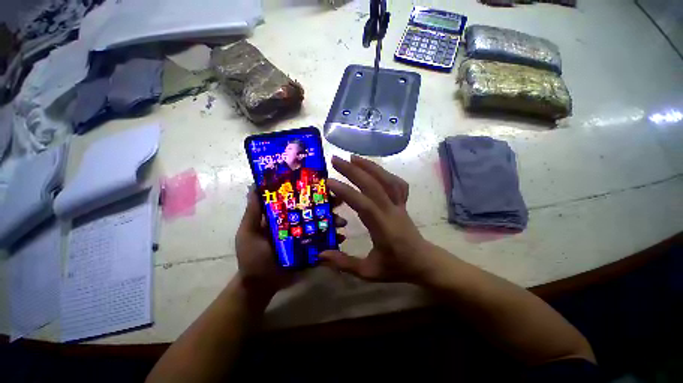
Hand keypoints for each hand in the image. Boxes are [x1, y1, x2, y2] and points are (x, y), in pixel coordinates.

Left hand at [235, 188, 348, 295]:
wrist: (261, 285)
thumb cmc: (252, 257)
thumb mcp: (249, 232)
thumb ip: (253, 211)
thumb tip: (253, 185)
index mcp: (284, 216)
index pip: (299, 199)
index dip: (311, 191)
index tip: (323, 184)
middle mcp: (297, 224)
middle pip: (314, 210)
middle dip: (328, 205)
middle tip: (340, 201)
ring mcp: (306, 237)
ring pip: (322, 225)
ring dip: (334, 221)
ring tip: (342, 222)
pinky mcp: (311, 250)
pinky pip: (325, 242)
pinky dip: (334, 239)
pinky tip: (341, 238)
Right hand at [319, 155, 437, 283]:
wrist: (424, 262)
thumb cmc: (397, 267)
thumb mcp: (369, 272)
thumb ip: (344, 263)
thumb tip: (320, 254)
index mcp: (384, 228)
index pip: (364, 205)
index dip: (346, 192)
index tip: (329, 181)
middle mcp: (392, 212)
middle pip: (374, 185)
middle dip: (354, 171)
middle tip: (336, 160)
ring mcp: (400, 205)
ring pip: (387, 179)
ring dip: (369, 166)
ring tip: (352, 157)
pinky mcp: (403, 202)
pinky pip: (396, 183)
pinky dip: (384, 172)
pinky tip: (373, 168)